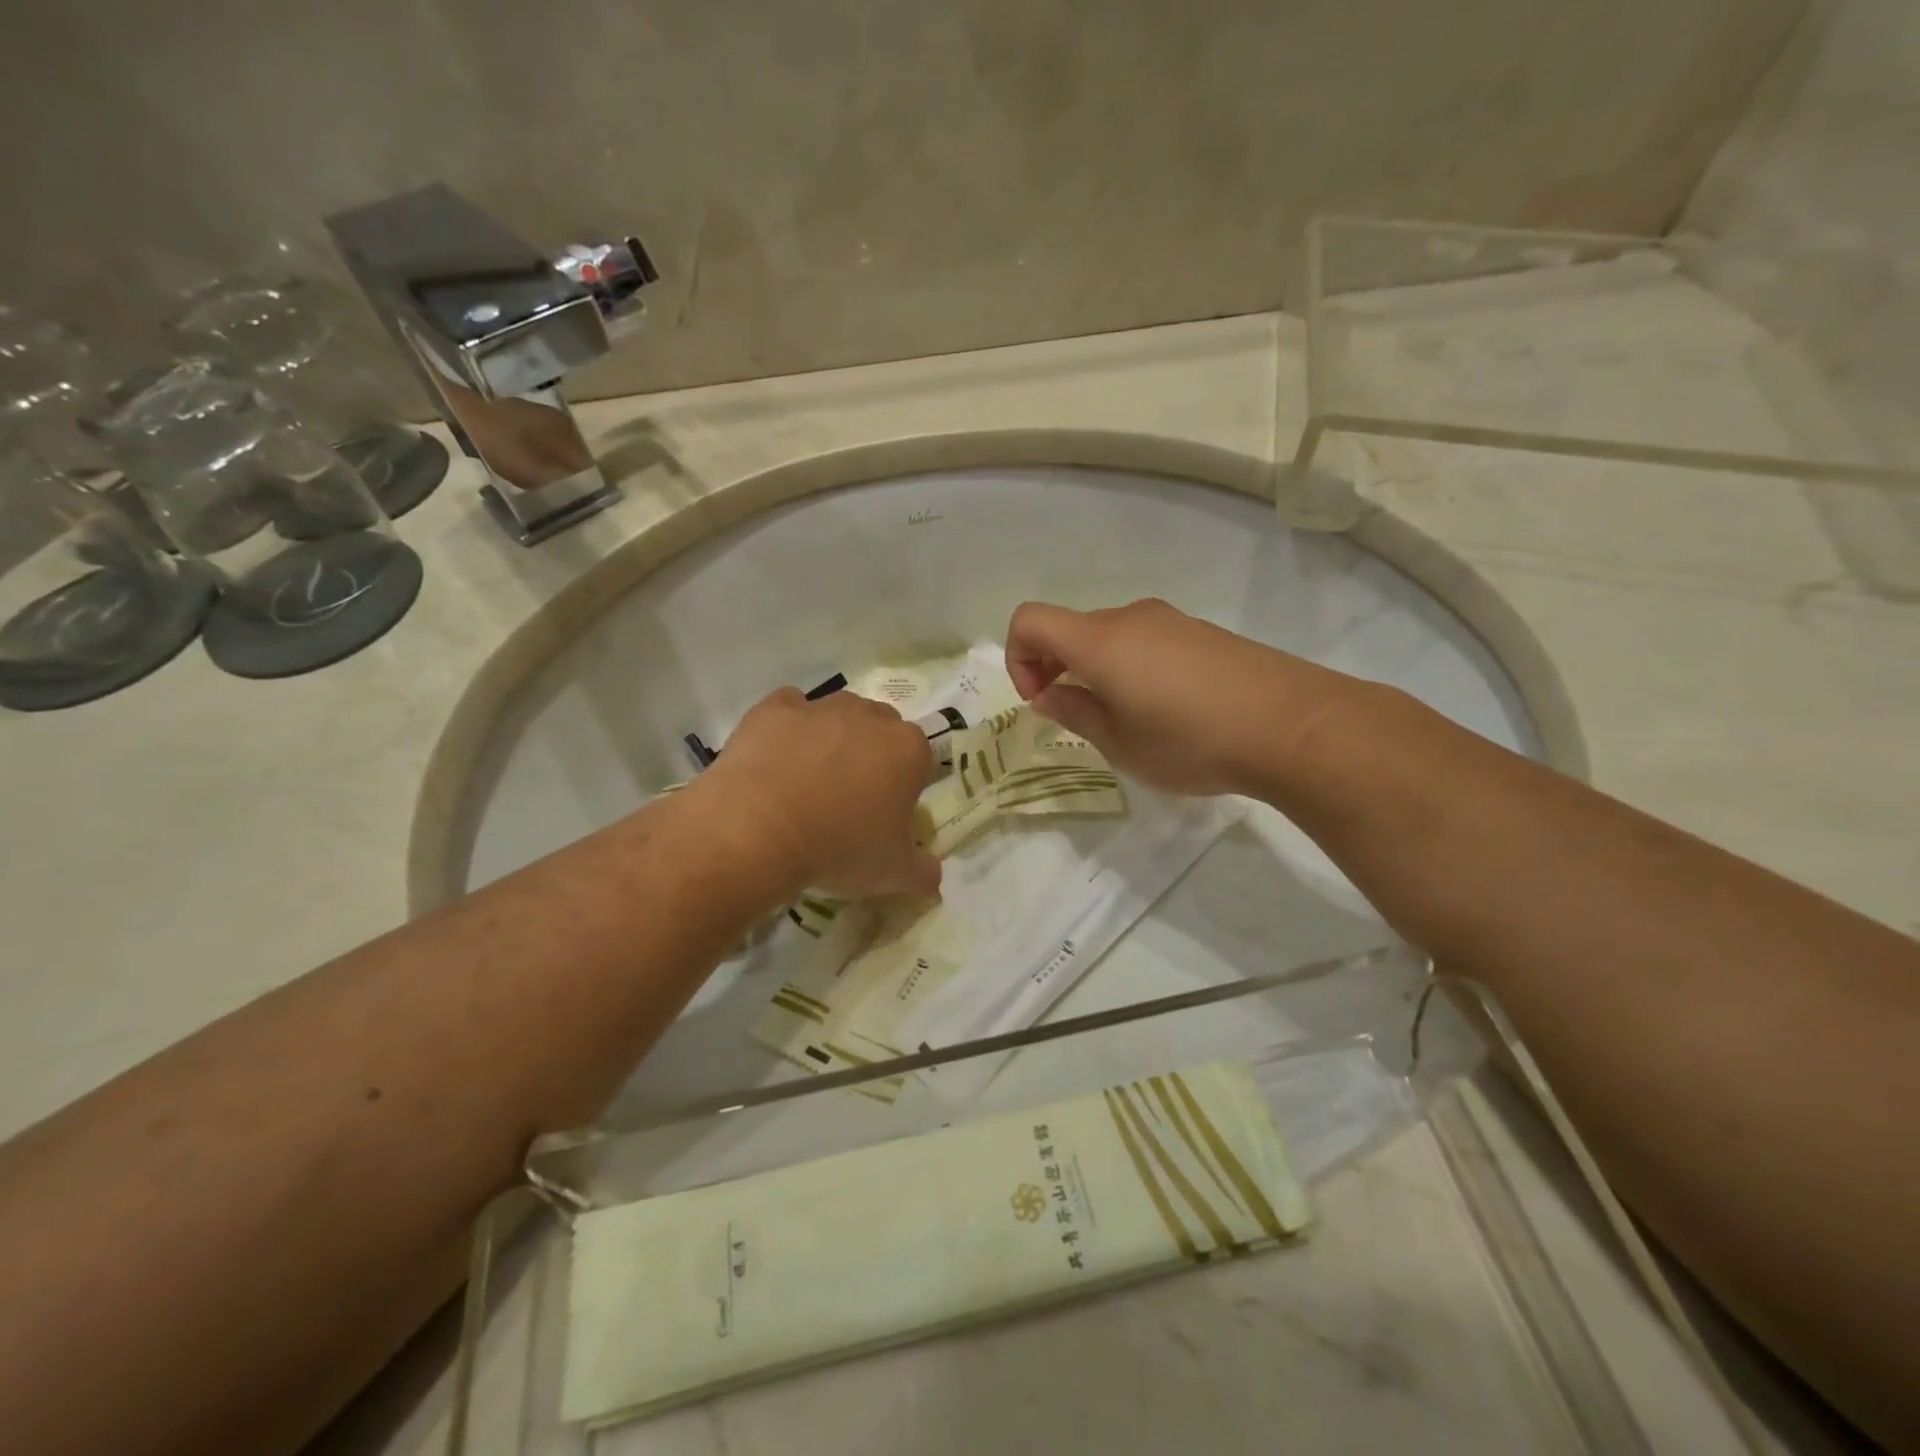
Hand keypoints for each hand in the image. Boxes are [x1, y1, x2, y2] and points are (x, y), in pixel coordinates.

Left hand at [701, 687, 941, 899]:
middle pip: (880, 729)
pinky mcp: (776, 708)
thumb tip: (933, 879)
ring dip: (832, 738)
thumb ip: (923, 873)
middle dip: (871, 755)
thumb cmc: (840, 847)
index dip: (904, 786)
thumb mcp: (893, 874)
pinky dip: (788, 727)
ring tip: (808, 782)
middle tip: (849, 799)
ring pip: (837, 715)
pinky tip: (777, 759)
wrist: (758, 829)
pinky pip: (789, 709)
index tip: (885, 814)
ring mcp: (821, 707)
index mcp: (908, 749)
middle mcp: (870, 716)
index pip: (919, 759)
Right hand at [1004, 598, 1356, 797]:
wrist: (1294, 725)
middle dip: (1056, 668)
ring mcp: (1171, 621)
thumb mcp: (1120, 744)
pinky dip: (1132, 667)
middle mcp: (1130, 618)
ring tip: (1127, 720)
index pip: (1029, 621)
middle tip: (1079, 717)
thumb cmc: (1192, 742)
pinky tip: (1166, 710)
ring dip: (1096, 670)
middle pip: (1069, 628)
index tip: (1043, 700)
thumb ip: (1075, 713)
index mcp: (1099, 641)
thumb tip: (1049, 694)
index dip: (1019, 659)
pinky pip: (1146, 641)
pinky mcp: (1202, 632)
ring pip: (1109, 636)